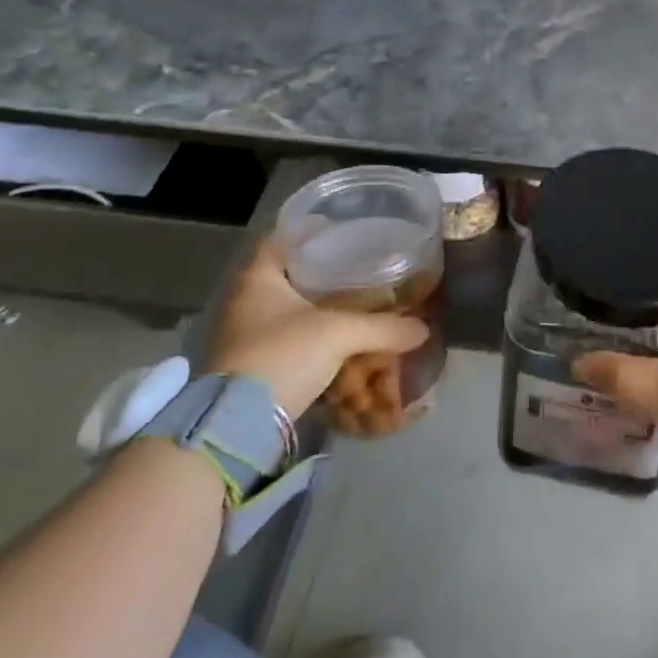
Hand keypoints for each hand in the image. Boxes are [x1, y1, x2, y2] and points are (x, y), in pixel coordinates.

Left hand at [203, 240, 427, 419]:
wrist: (235, 427)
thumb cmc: (282, 356)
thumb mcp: (339, 334)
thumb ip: (383, 327)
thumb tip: (422, 328)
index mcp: (257, 278)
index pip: (280, 238)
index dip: (309, 230)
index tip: (341, 231)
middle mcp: (244, 301)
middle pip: (285, 274)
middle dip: (320, 272)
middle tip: (357, 267)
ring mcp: (243, 335)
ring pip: (286, 309)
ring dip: (315, 308)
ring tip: (354, 304)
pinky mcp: (248, 366)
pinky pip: (285, 339)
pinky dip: (310, 337)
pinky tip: (338, 341)